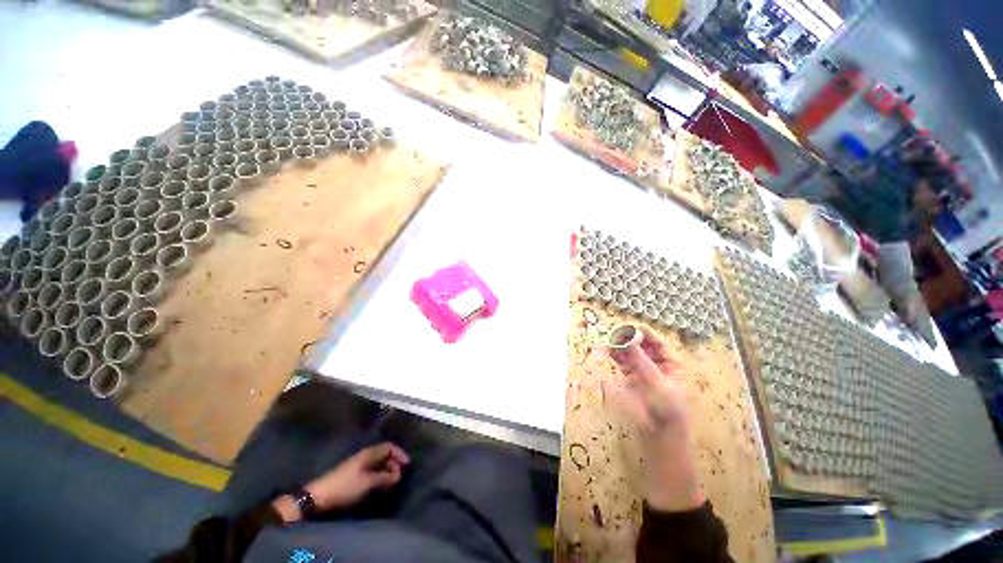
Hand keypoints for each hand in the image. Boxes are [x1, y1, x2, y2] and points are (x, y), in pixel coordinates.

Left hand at [273, 443, 409, 522]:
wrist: (319, 496)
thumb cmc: (346, 487)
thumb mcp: (368, 483)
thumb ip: (385, 478)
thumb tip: (398, 475)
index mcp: (369, 453)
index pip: (389, 446)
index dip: (400, 453)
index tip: (407, 465)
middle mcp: (365, 455)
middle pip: (384, 453)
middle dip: (394, 462)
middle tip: (399, 475)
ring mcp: (358, 464)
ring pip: (378, 462)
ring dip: (386, 470)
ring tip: (391, 481)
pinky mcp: (352, 474)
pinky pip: (371, 469)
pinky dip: (379, 474)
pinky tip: (379, 484)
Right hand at [607, 328, 704, 512]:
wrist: (662, 441)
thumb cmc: (667, 411)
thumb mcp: (657, 384)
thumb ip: (641, 360)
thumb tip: (628, 338)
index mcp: (671, 364)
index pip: (657, 342)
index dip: (643, 333)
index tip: (628, 326)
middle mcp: (658, 366)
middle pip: (642, 346)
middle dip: (629, 339)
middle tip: (614, 334)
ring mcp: (645, 373)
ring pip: (631, 354)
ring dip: (620, 347)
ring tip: (608, 342)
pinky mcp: (633, 381)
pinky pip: (624, 364)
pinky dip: (617, 358)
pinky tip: (609, 353)